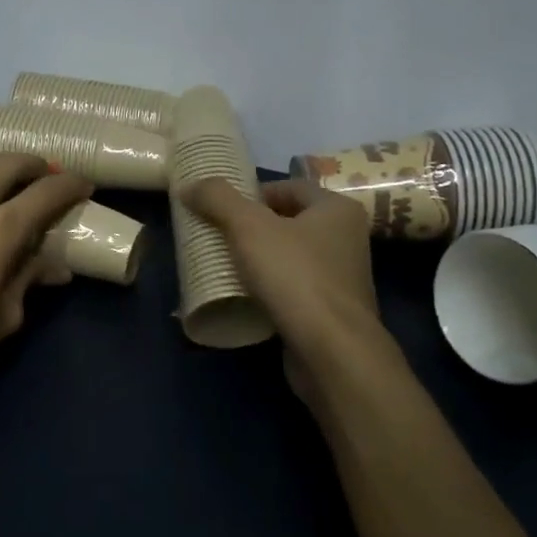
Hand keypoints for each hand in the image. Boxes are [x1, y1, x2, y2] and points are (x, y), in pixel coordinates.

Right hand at [184, 177, 388, 406]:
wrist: (332, 352)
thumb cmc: (295, 276)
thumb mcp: (248, 227)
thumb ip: (217, 199)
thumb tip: (189, 184)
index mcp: (337, 209)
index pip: (290, 187)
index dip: (253, 193)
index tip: (221, 208)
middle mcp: (347, 239)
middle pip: (289, 222)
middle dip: (253, 227)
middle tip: (218, 235)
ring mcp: (342, 278)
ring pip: (291, 257)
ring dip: (260, 260)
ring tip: (225, 266)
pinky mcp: (332, 312)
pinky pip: (294, 289)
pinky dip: (270, 289)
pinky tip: (245, 297)